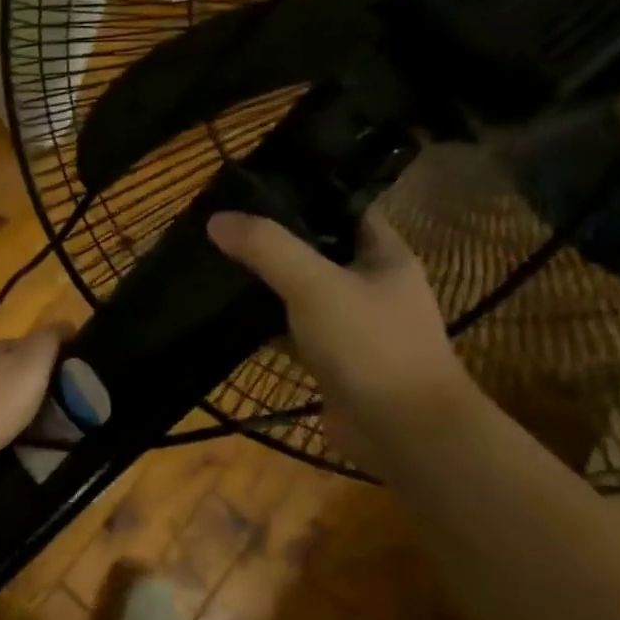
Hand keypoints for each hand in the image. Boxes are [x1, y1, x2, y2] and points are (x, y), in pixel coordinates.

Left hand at [0, 326, 63, 480]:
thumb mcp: (30, 365)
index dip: (52, 353)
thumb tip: (66, 323)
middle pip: (7, 367)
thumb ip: (46, 342)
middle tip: (58, 406)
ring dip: (9, 404)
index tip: (74, 374)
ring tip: (33, 427)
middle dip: (30, 380)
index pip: (29, 342)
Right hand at [207, 208, 471, 460]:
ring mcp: (352, 325)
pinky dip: (266, 324)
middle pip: (318, 249)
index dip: (304, 195)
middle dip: (275, 239)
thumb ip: (267, 248)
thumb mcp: (315, 285)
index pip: (343, 208)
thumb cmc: (370, 345)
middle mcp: (371, 285)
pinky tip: (229, 314)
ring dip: (267, 282)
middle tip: (225, 225)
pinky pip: (293, 330)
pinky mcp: (332, 359)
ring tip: (218, 261)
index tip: (254, 187)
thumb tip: (216, 219)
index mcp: (383, 255)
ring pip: (302, 291)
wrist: (403, 432)